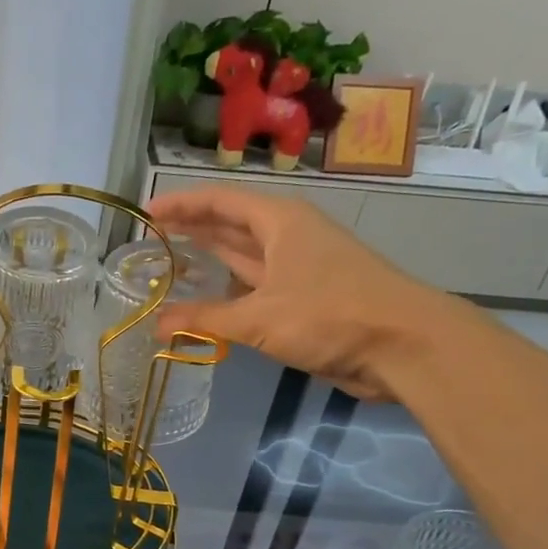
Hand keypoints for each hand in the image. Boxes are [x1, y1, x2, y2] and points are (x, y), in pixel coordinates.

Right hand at [149, 187, 451, 399]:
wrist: (401, 345)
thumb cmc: (329, 315)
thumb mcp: (258, 317)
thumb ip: (204, 320)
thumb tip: (156, 325)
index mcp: (280, 222)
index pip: (221, 202)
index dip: (182, 205)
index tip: (146, 213)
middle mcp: (288, 237)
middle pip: (232, 225)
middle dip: (193, 228)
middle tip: (151, 237)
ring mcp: (298, 269)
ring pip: (245, 256)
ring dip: (211, 259)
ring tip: (170, 263)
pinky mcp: (305, 300)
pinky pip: (256, 287)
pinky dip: (230, 292)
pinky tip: (208, 301)